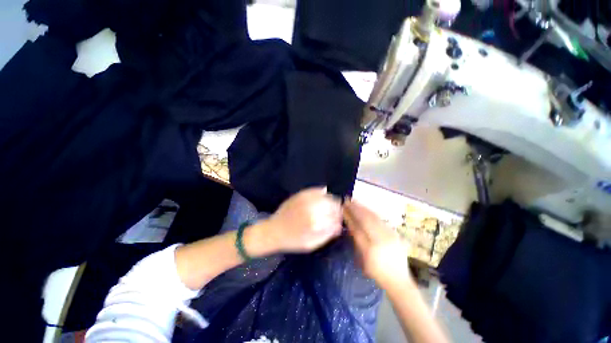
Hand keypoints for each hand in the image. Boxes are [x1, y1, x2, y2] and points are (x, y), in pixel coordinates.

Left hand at [260, 187, 342, 252]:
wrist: (274, 231)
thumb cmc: (293, 240)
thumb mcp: (312, 244)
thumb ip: (328, 234)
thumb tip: (339, 225)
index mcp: (316, 222)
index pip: (336, 216)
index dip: (340, 217)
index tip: (339, 220)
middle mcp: (312, 207)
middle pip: (333, 204)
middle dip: (337, 209)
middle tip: (334, 214)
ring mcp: (306, 198)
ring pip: (327, 195)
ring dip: (330, 201)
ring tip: (328, 207)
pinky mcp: (301, 193)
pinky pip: (317, 190)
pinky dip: (322, 193)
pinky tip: (322, 198)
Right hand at [343, 200, 411, 289]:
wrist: (399, 280)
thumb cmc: (377, 273)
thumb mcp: (362, 260)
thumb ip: (356, 241)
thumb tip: (350, 225)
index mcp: (370, 250)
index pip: (357, 229)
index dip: (349, 217)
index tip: (343, 208)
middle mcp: (381, 241)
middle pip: (366, 220)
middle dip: (355, 209)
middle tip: (348, 201)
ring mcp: (390, 236)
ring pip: (374, 217)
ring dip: (363, 208)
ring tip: (355, 201)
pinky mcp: (395, 234)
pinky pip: (381, 220)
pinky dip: (372, 212)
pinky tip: (366, 209)